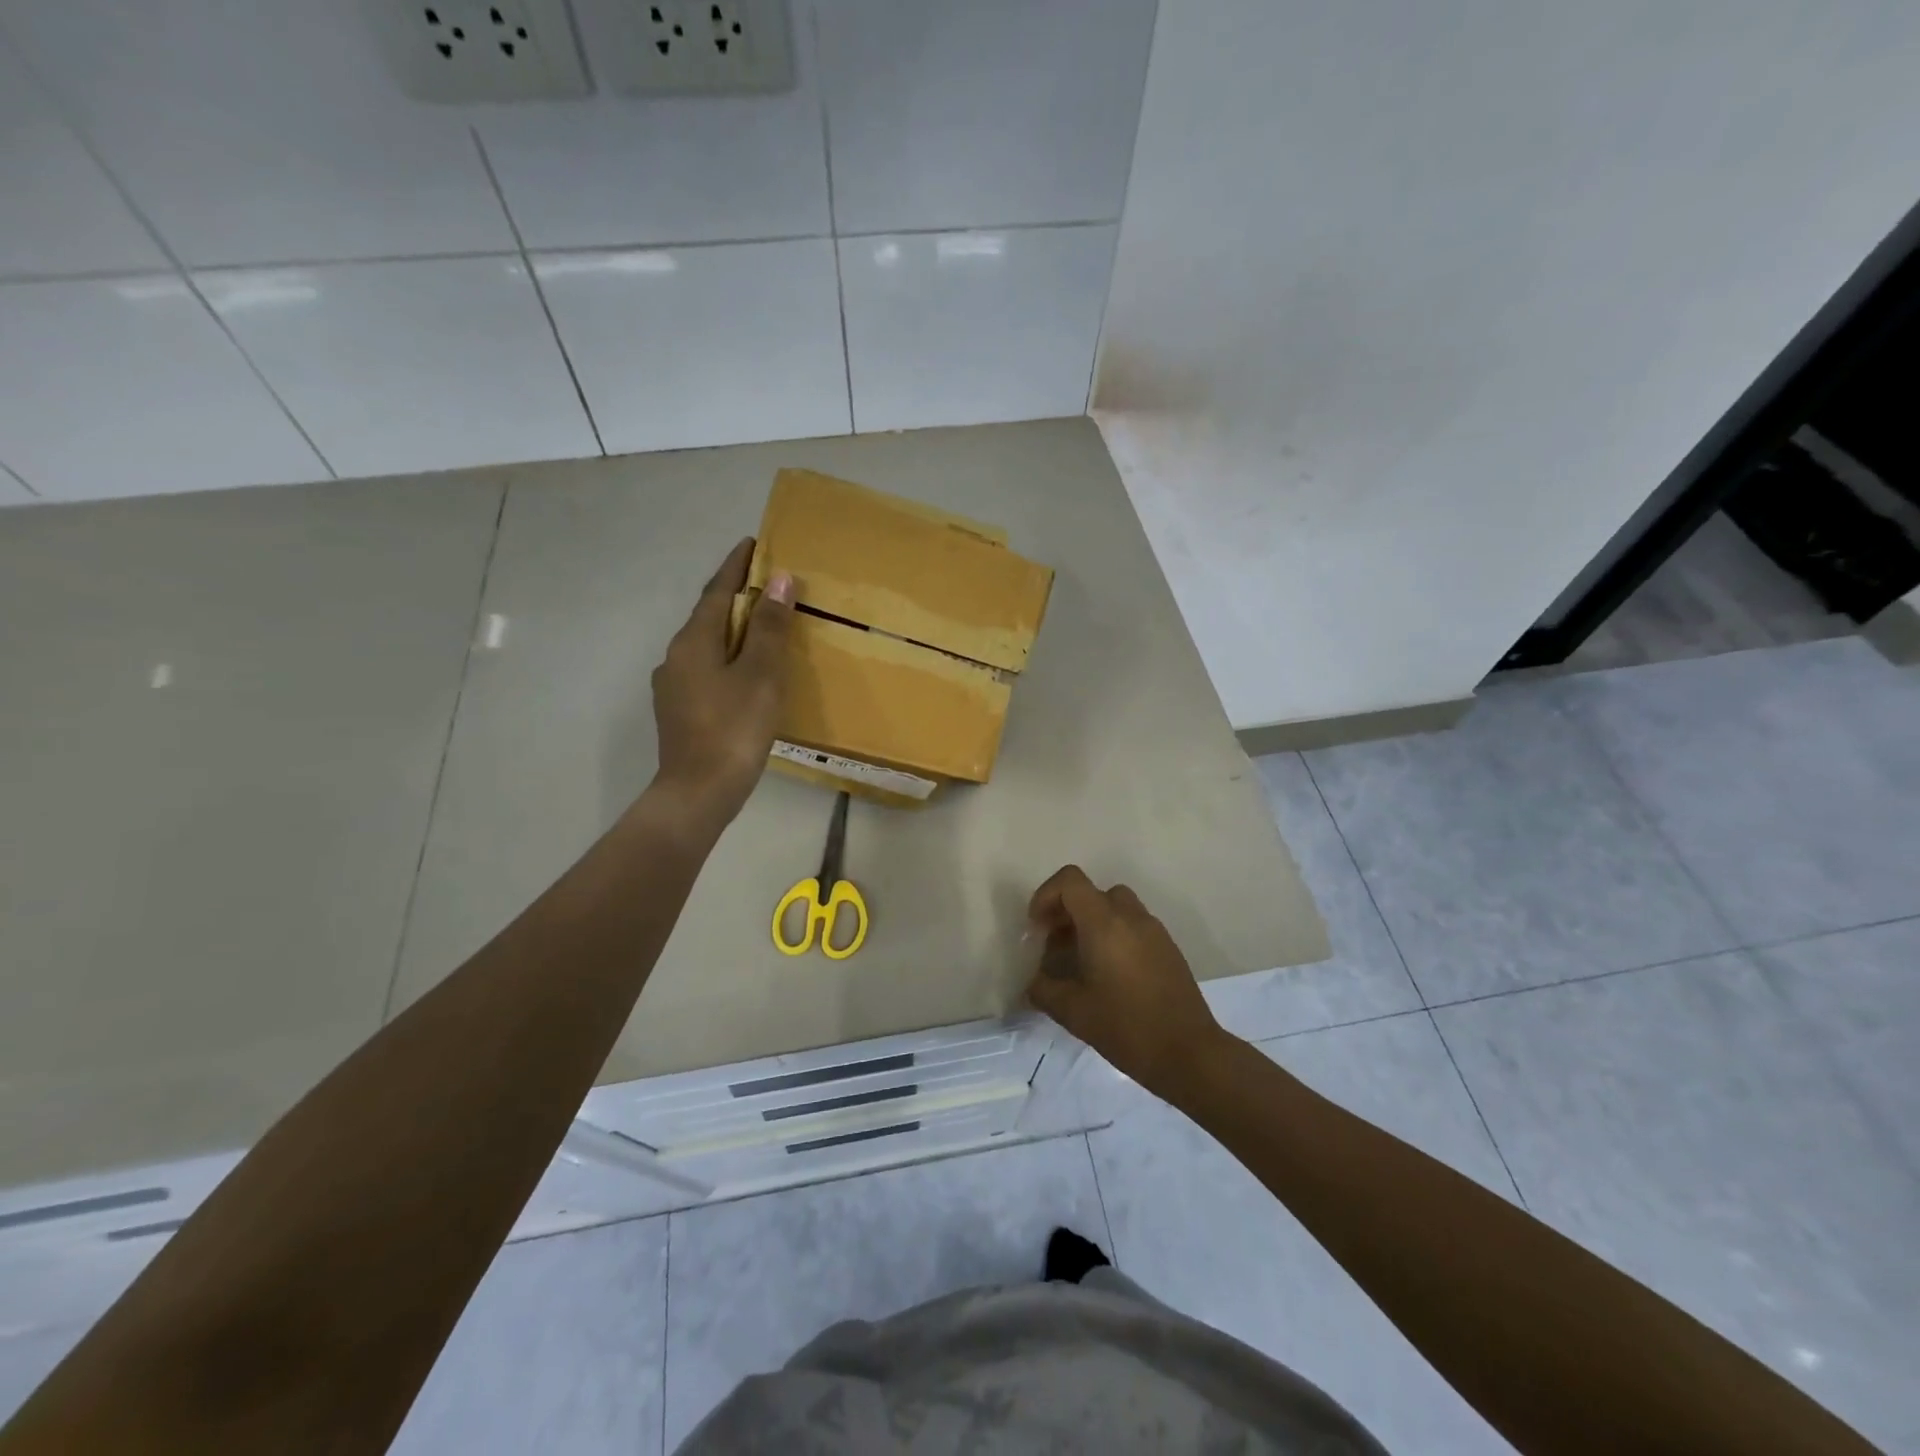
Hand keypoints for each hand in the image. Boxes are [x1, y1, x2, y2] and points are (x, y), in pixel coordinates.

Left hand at [651, 538, 794, 824]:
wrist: (698, 793)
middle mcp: (676, 656)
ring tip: (763, 628)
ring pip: (708, 645)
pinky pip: (707, 670)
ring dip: (733, 630)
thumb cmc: (734, 729)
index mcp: (694, 641)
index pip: (717, 590)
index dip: (736, 565)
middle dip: (737, 597)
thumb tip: (779, 579)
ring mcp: (673, 686)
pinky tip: (746, 674)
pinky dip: (728, 659)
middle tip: (769, 585)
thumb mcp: (761, 674)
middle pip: (710, 616)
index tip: (754, 542)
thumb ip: (770, 627)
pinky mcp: (679, 711)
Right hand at [1024, 865, 1228, 1096]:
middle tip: (1054, 945)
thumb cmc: (1127, 1027)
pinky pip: (1133, 926)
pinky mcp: (1168, 948)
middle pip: (1092, 892)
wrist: (1189, 1053)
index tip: (1037, 928)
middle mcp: (1131, 917)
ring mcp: (1154, 930)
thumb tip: (1034, 982)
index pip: (1070, 881)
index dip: (1046, 895)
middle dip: (1067, 911)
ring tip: (1080, 959)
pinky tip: (1109, 974)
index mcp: (1104, 923)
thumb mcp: (1073, 1012)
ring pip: (1115, 907)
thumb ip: (1044, 990)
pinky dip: (1114, 935)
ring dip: (1091, 922)